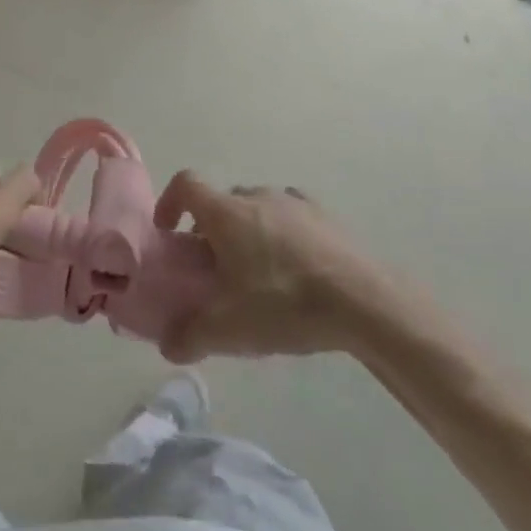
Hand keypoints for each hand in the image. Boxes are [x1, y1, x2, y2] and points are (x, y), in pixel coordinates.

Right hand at [152, 171, 399, 364]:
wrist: (364, 300)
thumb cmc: (285, 304)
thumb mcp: (231, 329)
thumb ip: (191, 335)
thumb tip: (167, 346)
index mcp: (225, 212)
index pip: (185, 184)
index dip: (170, 202)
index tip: (169, 232)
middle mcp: (255, 195)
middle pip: (221, 201)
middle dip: (211, 229)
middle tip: (215, 269)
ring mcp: (292, 201)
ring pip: (256, 208)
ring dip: (248, 230)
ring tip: (259, 273)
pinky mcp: (324, 214)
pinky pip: (291, 215)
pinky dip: (283, 233)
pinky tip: (296, 268)